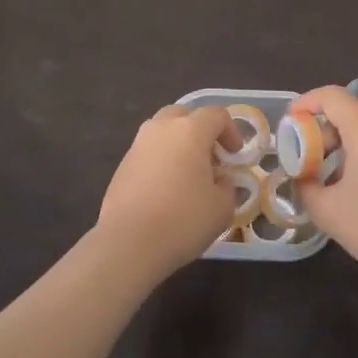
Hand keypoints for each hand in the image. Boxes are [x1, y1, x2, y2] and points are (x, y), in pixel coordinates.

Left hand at [94, 104, 236, 283]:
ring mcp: (138, 145)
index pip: (216, 115)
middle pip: (184, 115)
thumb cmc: (183, 219)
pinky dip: (161, 161)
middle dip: (201, 131)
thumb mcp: (222, 207)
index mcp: (190, 130)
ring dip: (178, 144)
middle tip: (210, 158)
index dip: (231, 131)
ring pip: (162, 131)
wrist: (128, 242)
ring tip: (187, 174)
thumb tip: (219, 179)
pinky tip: (166, 190)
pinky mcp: (122, 165)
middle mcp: (161, 129)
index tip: (235, 155)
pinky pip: (148, 152)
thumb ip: (226, 186)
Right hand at [292, 86, 357, 284]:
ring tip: (333, 182)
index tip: (291, 124)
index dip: (306, 103)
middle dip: (324, 134)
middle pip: (351, 115)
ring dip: (346, 149)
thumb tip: (303, 179)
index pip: (331, 96)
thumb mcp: (327, 211)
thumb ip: (306, 187)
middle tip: (309, 163)